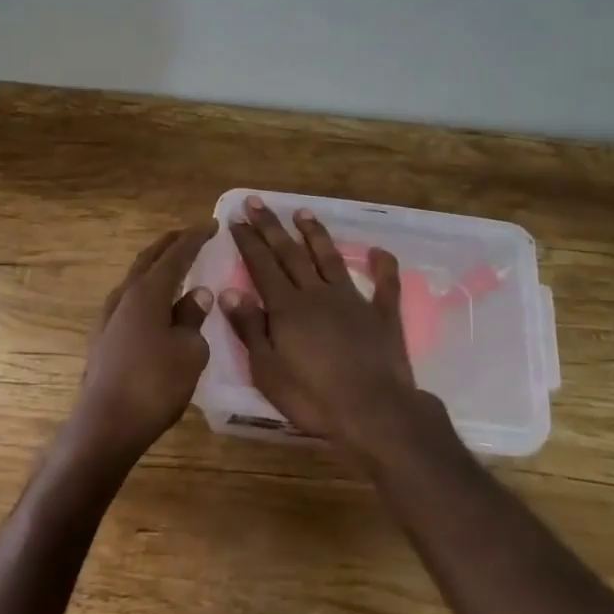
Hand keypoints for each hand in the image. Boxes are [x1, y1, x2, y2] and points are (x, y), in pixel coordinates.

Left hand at [70, 223, 216, 465]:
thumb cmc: (155, 384)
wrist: (106, 426)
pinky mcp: (103, 339)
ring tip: (174, 266)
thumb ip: (193, 317)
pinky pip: (129, 301)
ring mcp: (108, 318)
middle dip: (170, 244)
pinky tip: (155, 306)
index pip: (175, 254)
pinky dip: (147, 292)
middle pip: (148, 260)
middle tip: (190, 236)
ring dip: (155, 268)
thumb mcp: (189, 350)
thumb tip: (196, 294)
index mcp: (147, 292)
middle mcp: (124, 297)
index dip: (195, 238)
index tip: (212, 225)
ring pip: (135, 280)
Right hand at [220, 196, 445, 462]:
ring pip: (330, 258)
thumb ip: (249, 328)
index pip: (262, 265)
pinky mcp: (382, 314)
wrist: (374, 411)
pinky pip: (384, 284)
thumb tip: (228, 291)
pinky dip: (382, 265)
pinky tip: (378, 250)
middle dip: (272, 227)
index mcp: (287, 307)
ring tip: (303, 212)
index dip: (248, 241)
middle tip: (258, 202)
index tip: (236, 219)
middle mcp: (317, 294)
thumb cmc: (313, 397)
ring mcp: (353, 300)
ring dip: (316, 234)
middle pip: (291, 254)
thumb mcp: (267, 370)